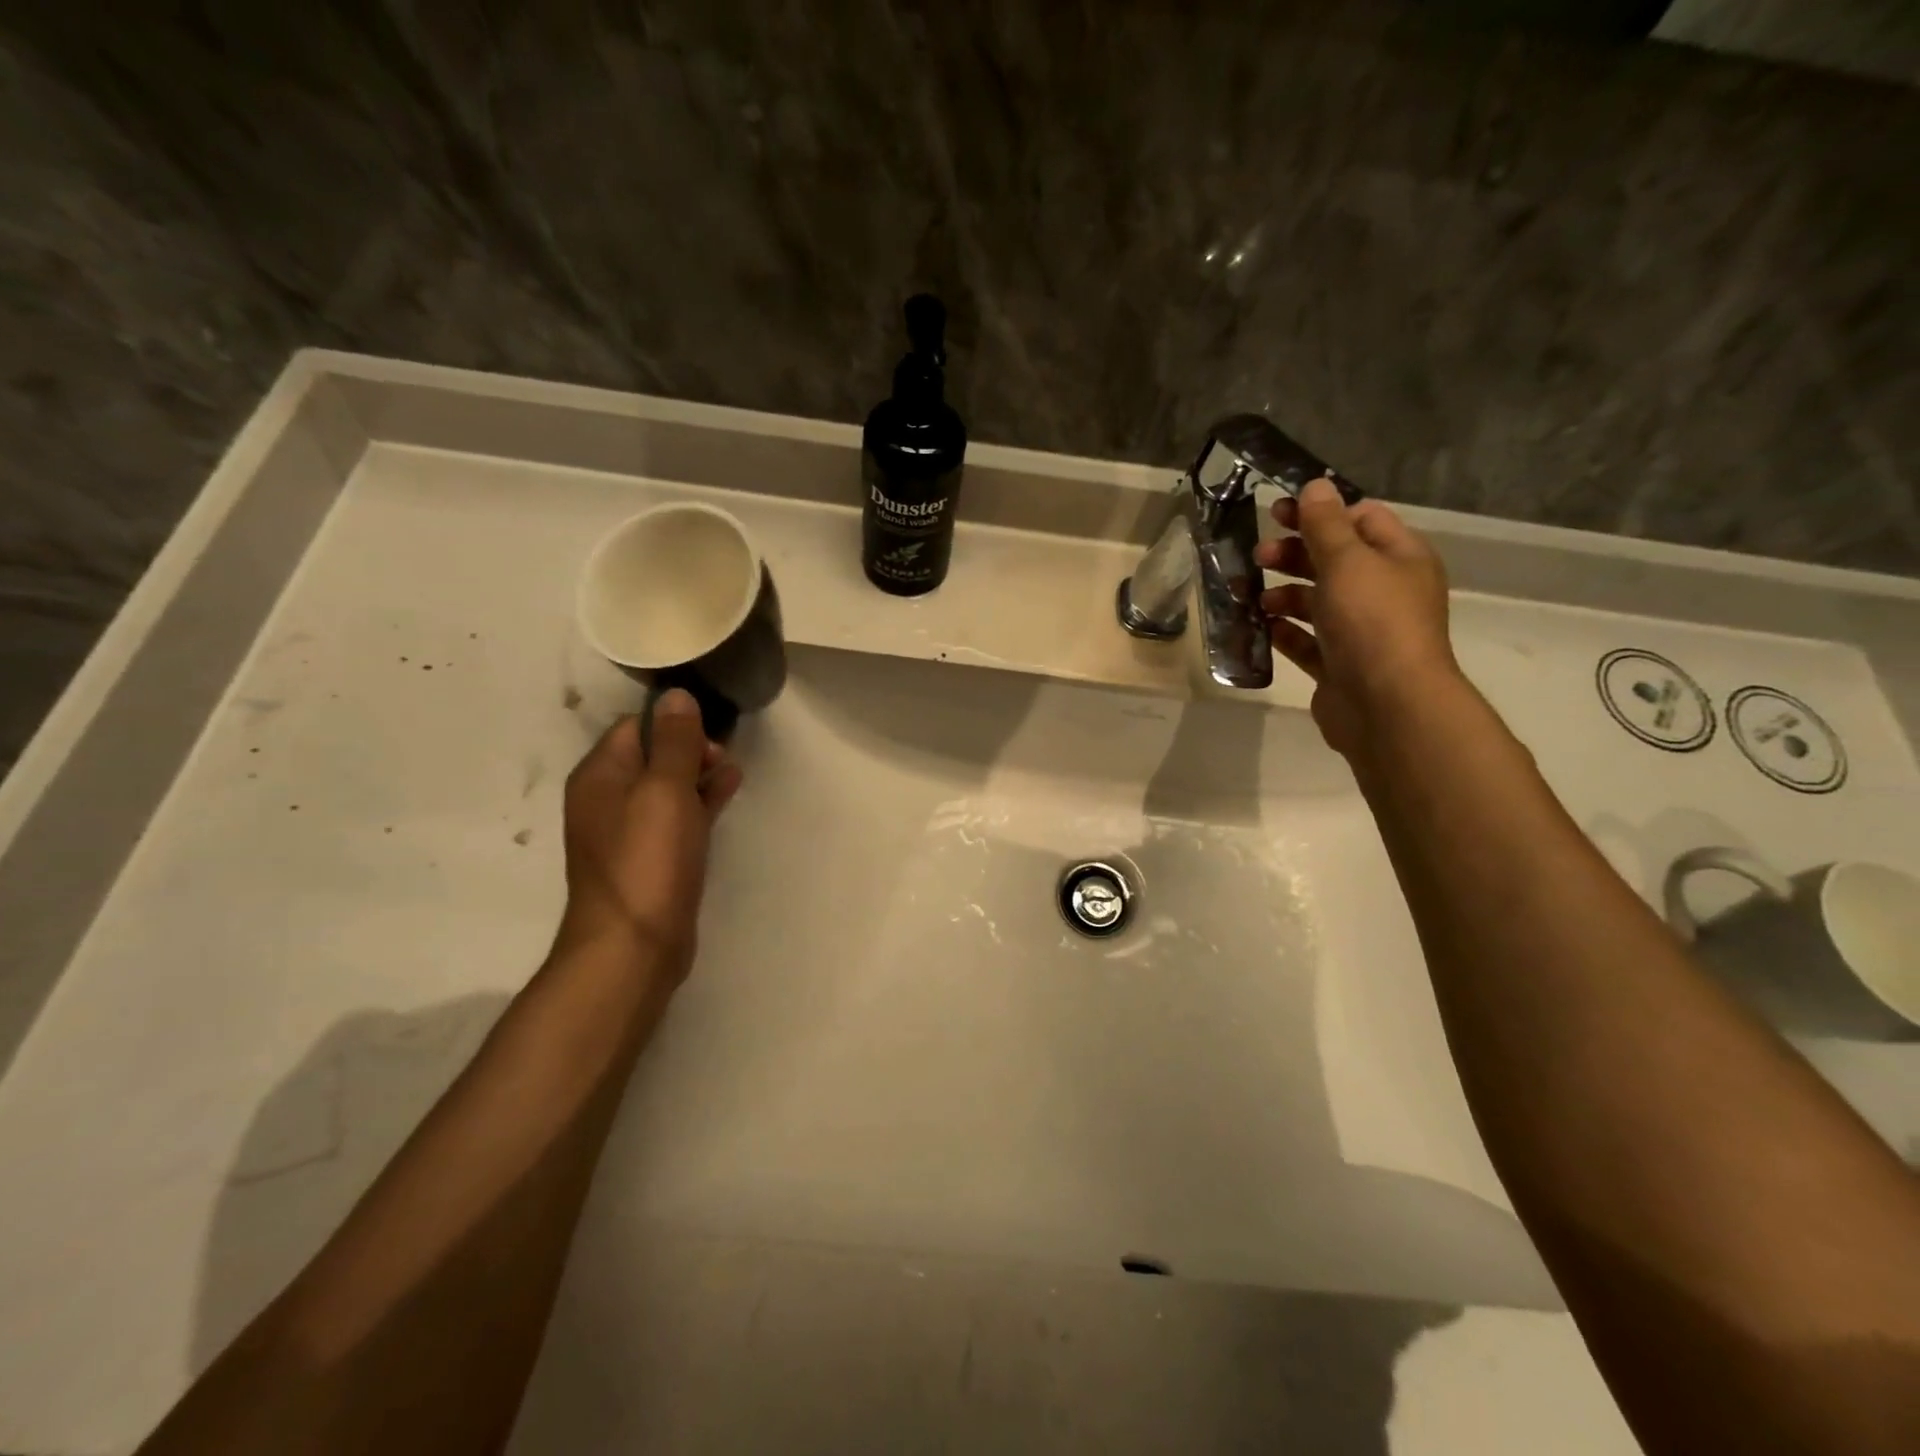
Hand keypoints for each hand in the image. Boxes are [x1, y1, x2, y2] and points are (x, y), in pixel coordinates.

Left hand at [557, 689, 743, 976]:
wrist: (634, 945)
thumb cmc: (647, 859)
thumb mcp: (665, 790)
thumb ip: (675, 741)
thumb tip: (675, 695)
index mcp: (600, 776)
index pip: (635, 727)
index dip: (673, 721)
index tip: (711, 727)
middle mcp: (607, 800)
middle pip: (652, 756)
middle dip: (689, 748)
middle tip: (724, 754)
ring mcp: (629, 832)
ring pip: (667, 788)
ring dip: (698, 775)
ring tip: (732, 771)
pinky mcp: (651, 859)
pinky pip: (676, 818)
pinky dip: (700, 803)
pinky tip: (727, 795)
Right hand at [1253, 478, 1460, 758]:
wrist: (1386, 705)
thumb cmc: (1372, 621)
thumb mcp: (1347, 561)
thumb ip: (1326, 524)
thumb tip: (1315, 485)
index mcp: (1399, 558)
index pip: (1361, 519)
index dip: (1319, 512)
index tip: (1277, 513)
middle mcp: (1384, 591)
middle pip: (1334, 561)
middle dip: (1294, 554)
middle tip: (1258, 556)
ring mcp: (1362, 632)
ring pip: (1317, 602)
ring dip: (1284, 594)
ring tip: (1253, 597)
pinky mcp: (1339, 666)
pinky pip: (1307, 641)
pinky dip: (1285, 632)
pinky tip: (1262, 626)